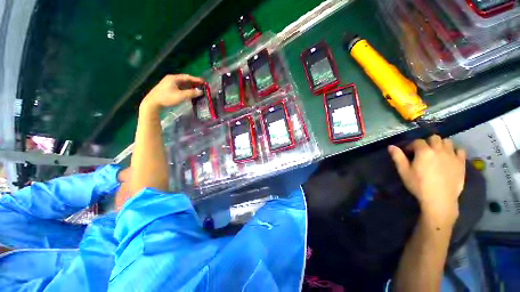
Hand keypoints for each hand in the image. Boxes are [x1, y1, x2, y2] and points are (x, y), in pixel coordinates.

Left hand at [140, 74, 203, 112]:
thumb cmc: (167, 97)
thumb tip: (200, 92)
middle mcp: (171, 79)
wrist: (153, 102)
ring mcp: (169, 83)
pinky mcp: (168, 88)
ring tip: (197, 89)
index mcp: (174, 78)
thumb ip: (191, 93)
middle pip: (185, 79)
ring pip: (182, 83)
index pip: (187, 77)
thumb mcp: (181, 96)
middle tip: (201, 86)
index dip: (196, 79)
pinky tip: (189, 92)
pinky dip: (185, 89)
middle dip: (193, 83)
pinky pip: (179, 87)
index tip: (203, 82)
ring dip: (189, 86)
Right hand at [388, 135, 465, 225]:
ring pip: (447, 141)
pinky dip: (454, 151)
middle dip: (427, 142)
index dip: (411, 146)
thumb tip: (391, 146)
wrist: (439, 199)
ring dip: (441, 145)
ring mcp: (452, 155)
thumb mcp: (404, 172)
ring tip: (436, 154)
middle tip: (423, 152)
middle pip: (434, 138)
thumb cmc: (419, 185)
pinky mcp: (461, 163)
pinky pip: (460, 150)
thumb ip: (398, 157)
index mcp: (424, 151)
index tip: (408, 153)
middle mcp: (439, 150)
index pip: (417, 141)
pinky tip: (449, 158)